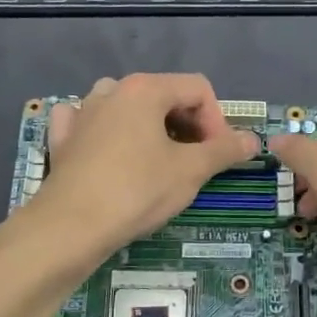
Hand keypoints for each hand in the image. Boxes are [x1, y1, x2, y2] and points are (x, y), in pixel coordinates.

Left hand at [36, 74, 258, 249]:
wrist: (70, 227)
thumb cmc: (137, 191)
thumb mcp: (191, 171)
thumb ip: (225, 150)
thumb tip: (252, 140)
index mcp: (145, 89)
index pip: (198, 89)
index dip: (217, 120)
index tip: (218, 156)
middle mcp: (112, 90)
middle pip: (164, 95)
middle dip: (188, 126)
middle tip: (196, 162)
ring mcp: (82, 112)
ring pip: (127, 107)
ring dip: (150, 127)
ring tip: (159, 159)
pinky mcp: (63, 138)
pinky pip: (90, 123)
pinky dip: (105, 132)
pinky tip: (109, 150)